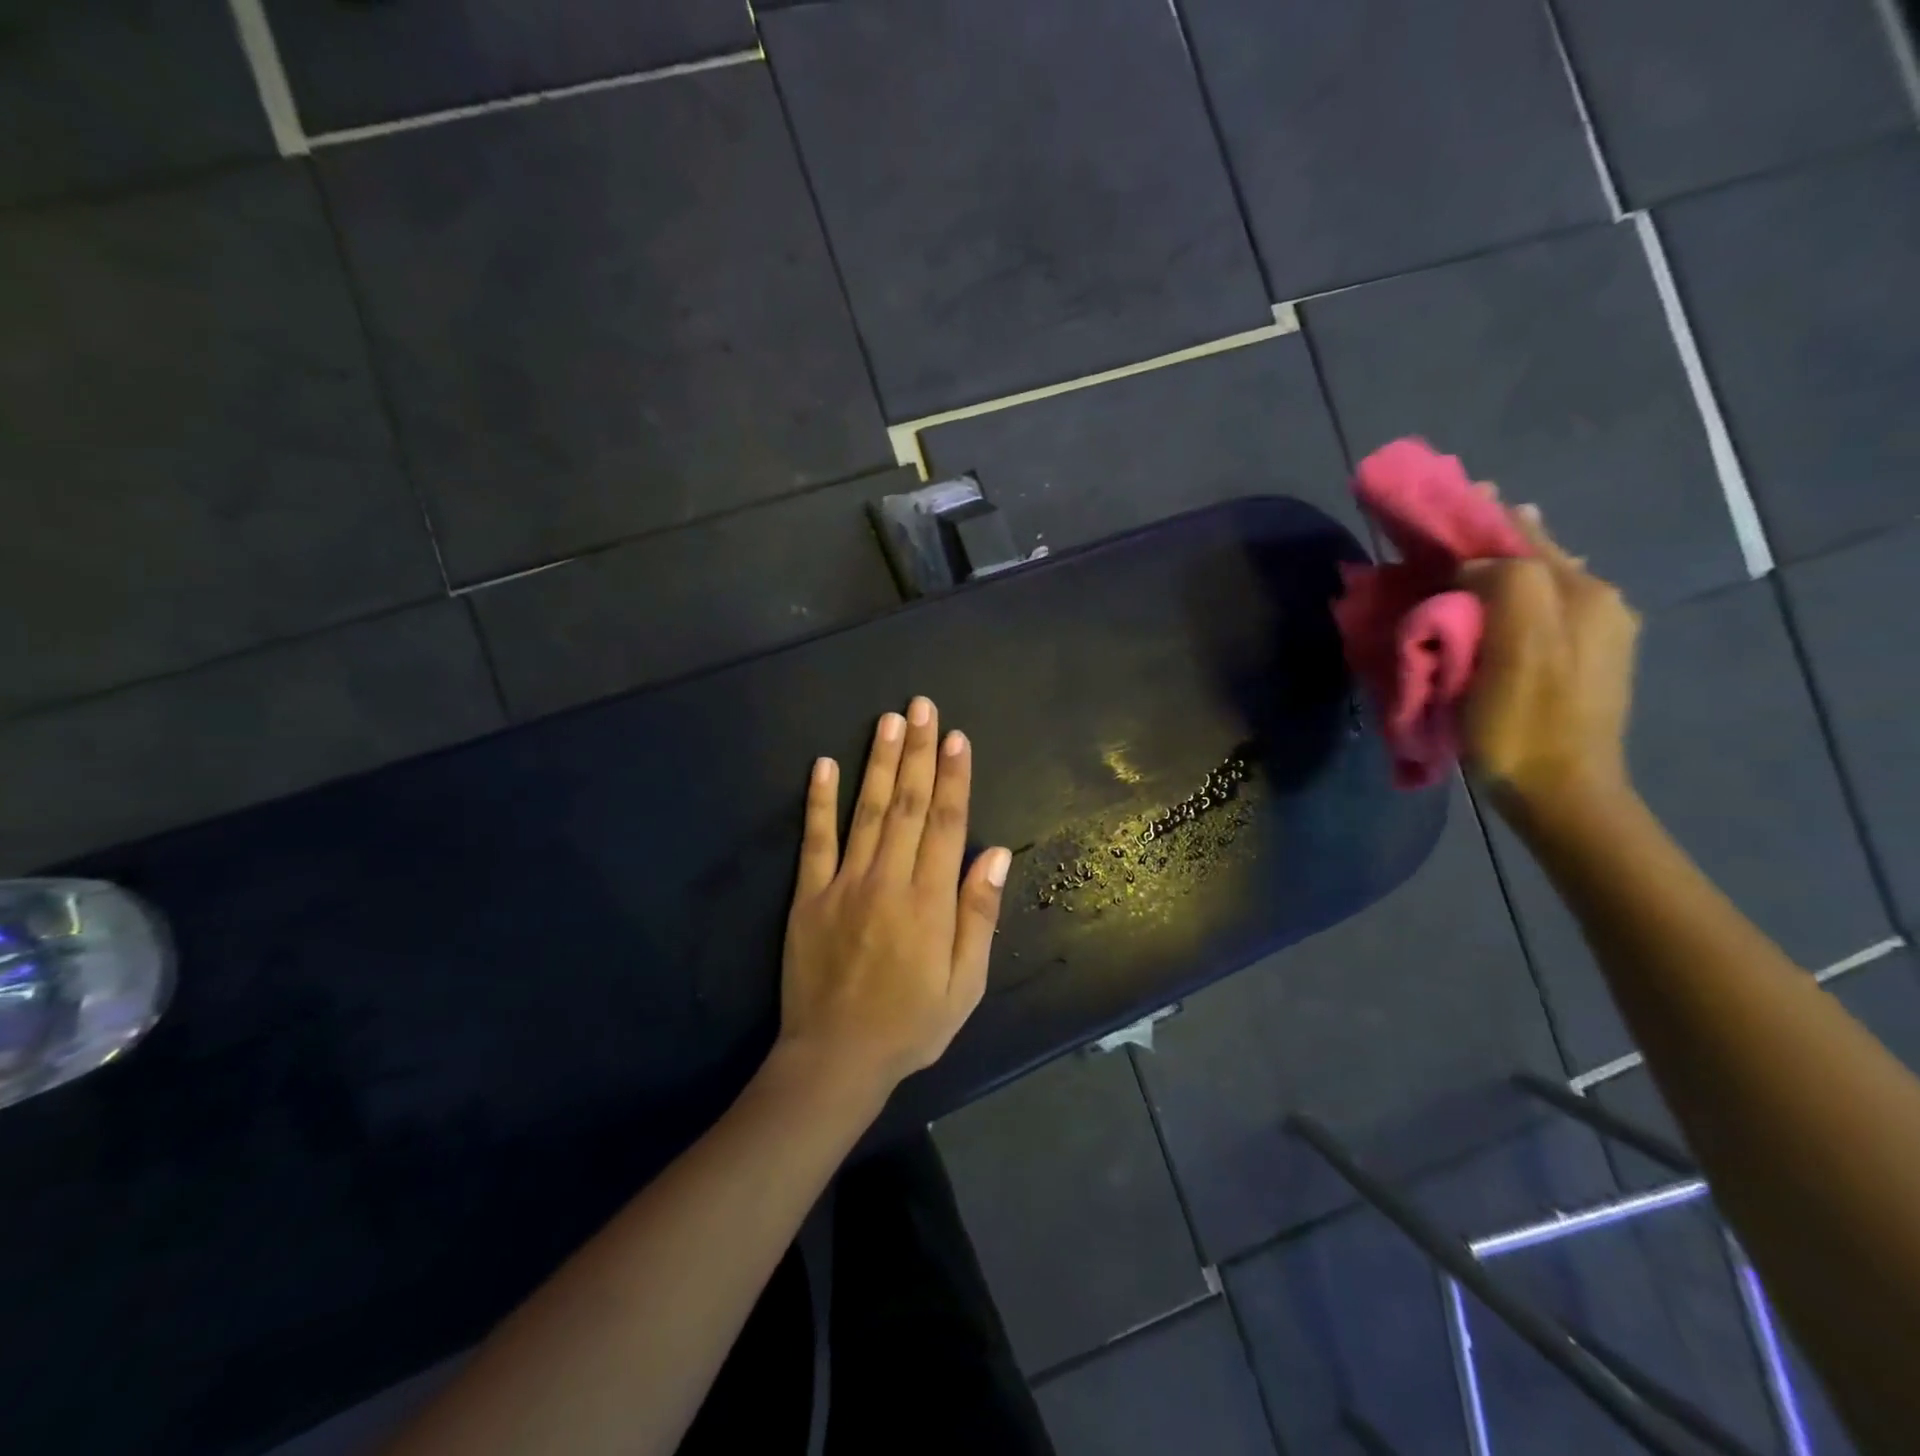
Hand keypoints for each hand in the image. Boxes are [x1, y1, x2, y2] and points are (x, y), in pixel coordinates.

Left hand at [778, 697, 1011, 1101]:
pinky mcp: (809, 895)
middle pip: (910, 805)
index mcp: (929, 901)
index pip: (947, 824)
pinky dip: (819, 801)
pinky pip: (815, 840)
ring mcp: (844, 884)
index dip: (955, 777)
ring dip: (881, 763)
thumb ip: (979, 916)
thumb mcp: (965, 984)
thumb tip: (995, 855)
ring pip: (868, 811)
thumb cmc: (911, 1024)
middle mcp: (889, 880)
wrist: (836, 1057)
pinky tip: (823, 764)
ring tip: (890, 721)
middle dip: (920, 753)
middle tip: (923, 707)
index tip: (958, 738)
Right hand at [1458, 506, 1640, 811]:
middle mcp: (1597, 600)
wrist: (1561, 793)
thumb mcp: (1515, 648)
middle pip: (1531, 554)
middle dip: (1482, 541)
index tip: (1427, 512)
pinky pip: (1537, 609)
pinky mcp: (1582, 660)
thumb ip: (1506, 585)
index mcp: (1580, 593)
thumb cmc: (1523, 724)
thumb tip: (1473, 567)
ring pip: (1535, 580)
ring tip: (1450, 567)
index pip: (1518, 536)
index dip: (1471, 520)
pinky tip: (1481, 608)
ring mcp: (1595, 631)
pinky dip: (1505, 597)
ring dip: (1492, 569)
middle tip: (1432, 539)